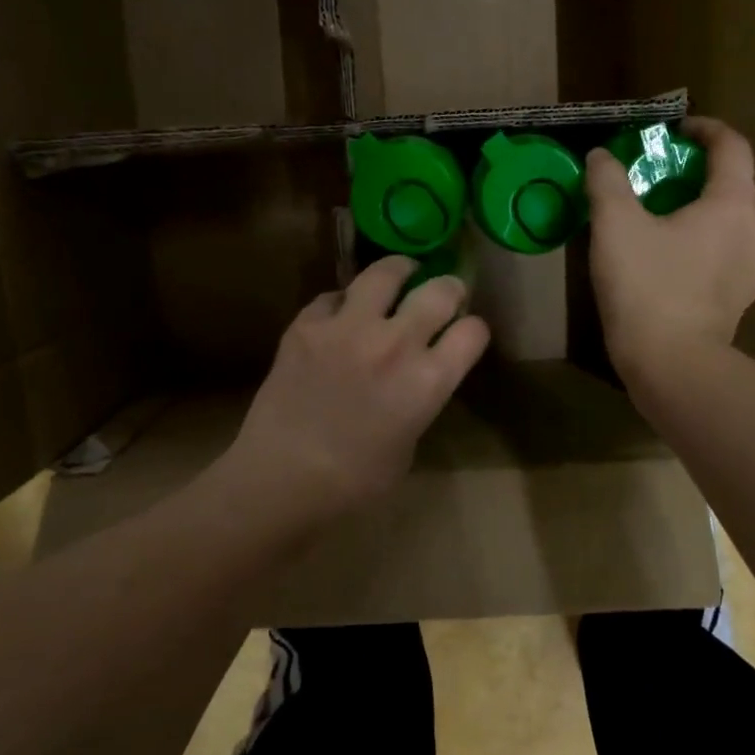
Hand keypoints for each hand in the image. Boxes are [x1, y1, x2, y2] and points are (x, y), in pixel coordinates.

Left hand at [227, 256, 490, 523]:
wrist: (281, 479)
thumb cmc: (353, 482)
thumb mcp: (407, 445)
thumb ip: (419, 402)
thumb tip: (413, 380)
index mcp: (428, 381)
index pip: (473, 332)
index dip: (473, 330)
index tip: (466, 333)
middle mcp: (396, 343)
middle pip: (439, 291)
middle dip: (449, 289)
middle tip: (442, 293)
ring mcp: (348, 328)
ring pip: (384, 272)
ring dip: (399, 272)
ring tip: (399, 275)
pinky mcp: (307, 325)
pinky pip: (333, 297)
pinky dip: (342, 303)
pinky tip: (339, 316)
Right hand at [585, 116, 754, 372]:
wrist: (671, 362)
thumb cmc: (647, 287)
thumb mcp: (614, 226)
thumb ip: (607, 183)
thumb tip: (600, 157)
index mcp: (732, 204)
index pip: (733, 148)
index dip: (708, 130)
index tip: (679, 130)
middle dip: (736, 169)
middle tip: (699, 173)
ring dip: (740, 205)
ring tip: (700, 211)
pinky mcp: (745, 297)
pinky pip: (749, 252)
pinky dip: (732, 238)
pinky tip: (697, 251)